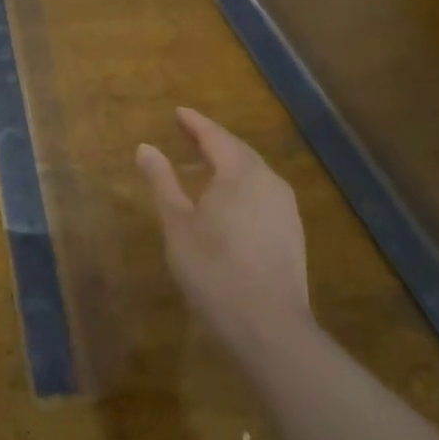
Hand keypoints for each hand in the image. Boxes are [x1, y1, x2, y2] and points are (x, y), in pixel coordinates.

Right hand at [136, 108, 310, 363]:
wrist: (269, 326)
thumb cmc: (214, 269)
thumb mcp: (177, 223)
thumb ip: (162, 181)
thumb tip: (146, 147)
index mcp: (240, 173)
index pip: (215, 136)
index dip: (194, 123)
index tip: (178, 112)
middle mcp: (269, 181)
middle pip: (238, 151)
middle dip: (213, 140)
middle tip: (189, 133)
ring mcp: (286, 208)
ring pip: (254, 173)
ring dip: (230, 163)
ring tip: (206, 163)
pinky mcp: (292, 233)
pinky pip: (263, 194)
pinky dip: (242, 186)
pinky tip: (229, 200)